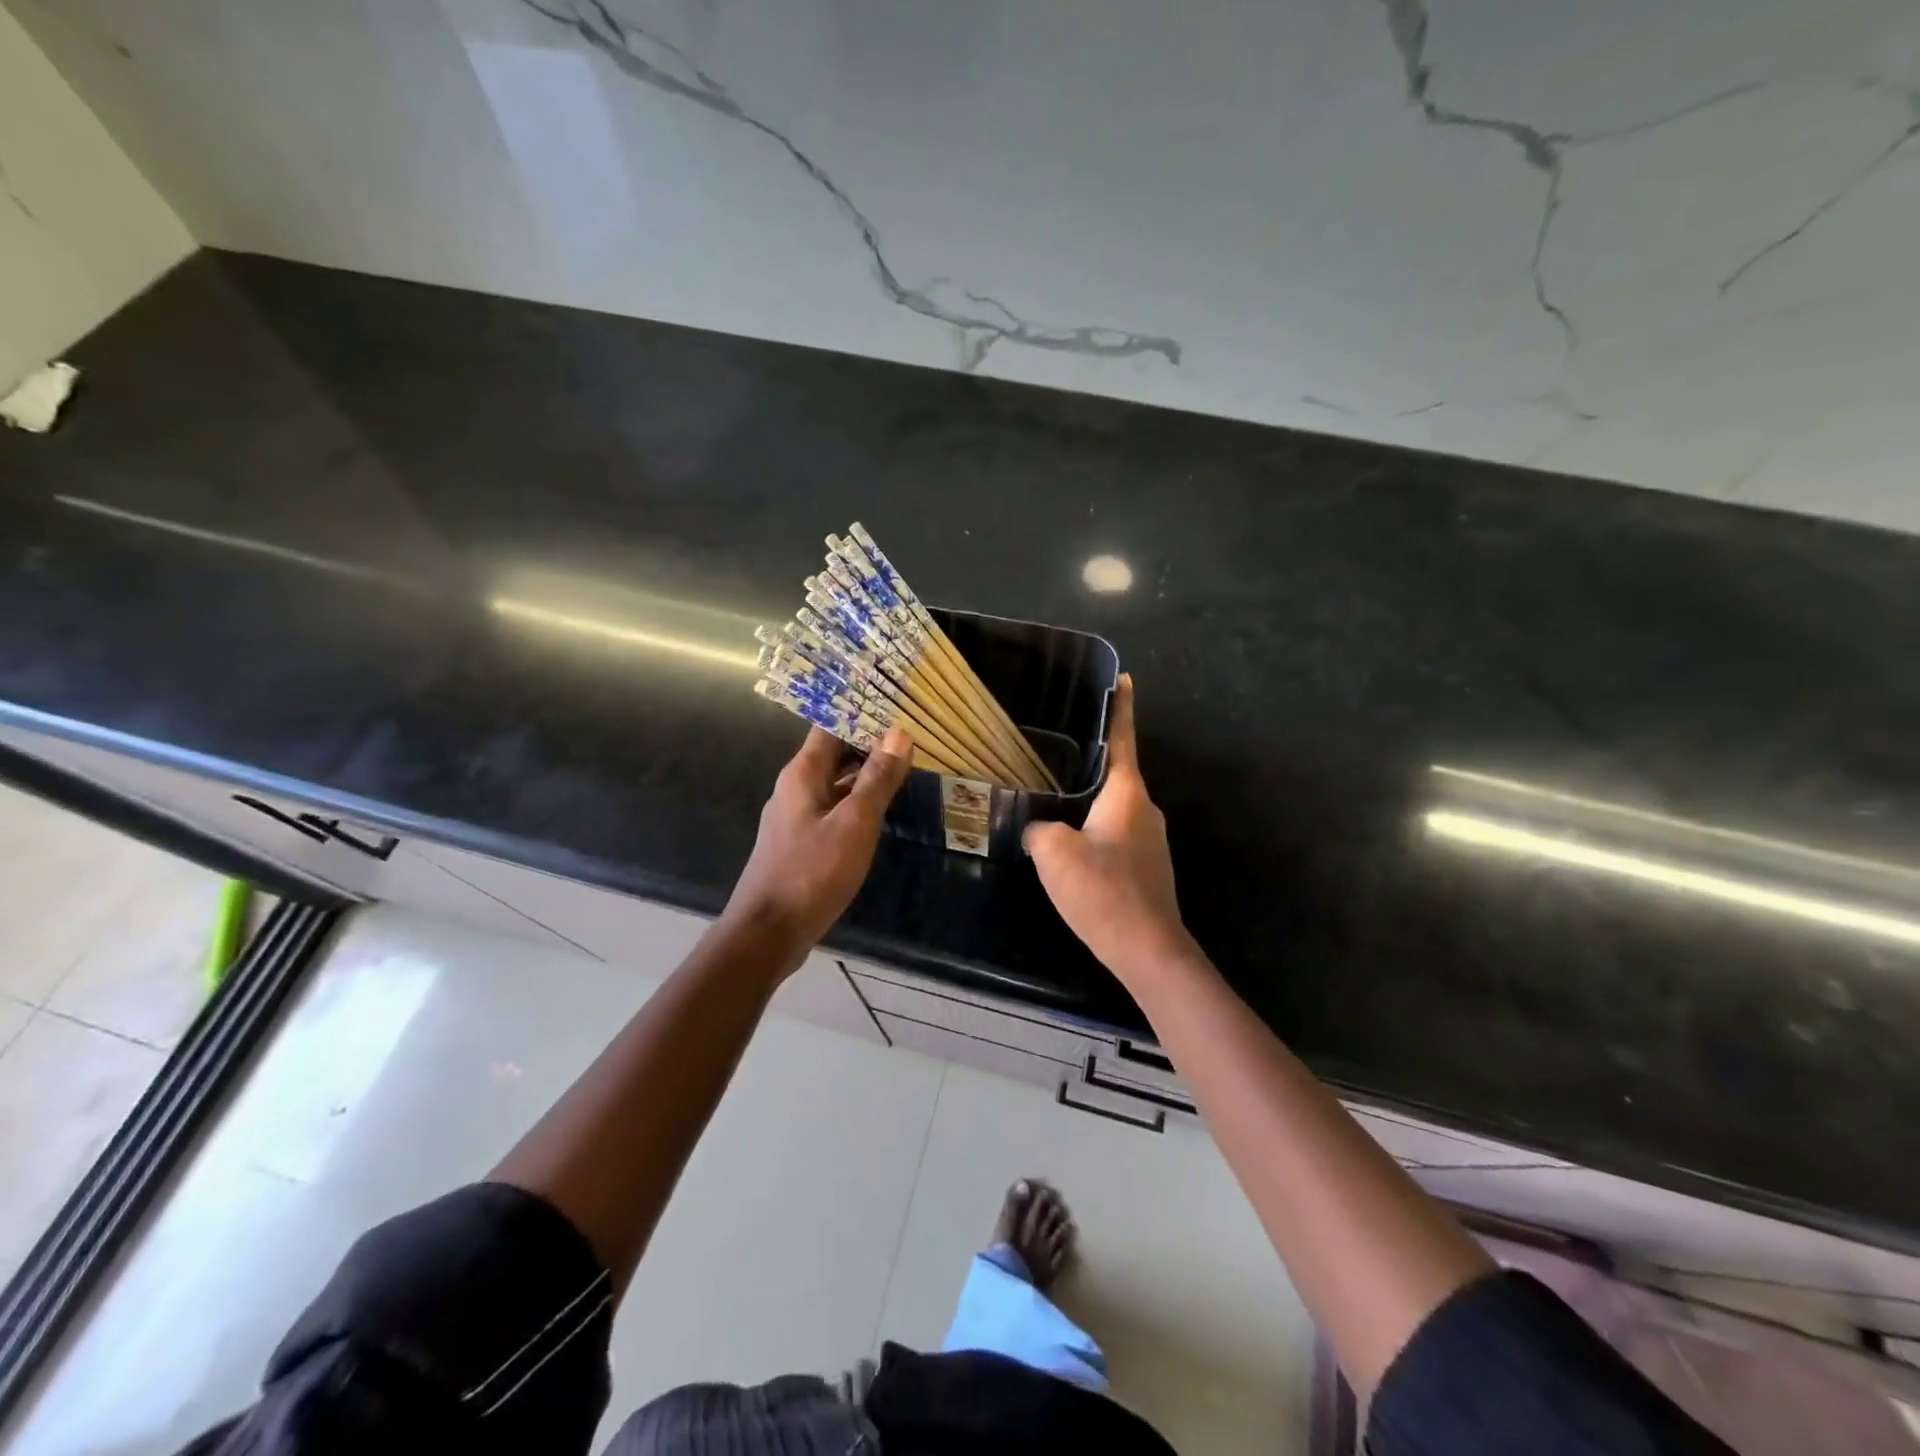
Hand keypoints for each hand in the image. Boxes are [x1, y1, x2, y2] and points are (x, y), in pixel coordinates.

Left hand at [724, 725, 912, 958]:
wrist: (768, 933)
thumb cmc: (812, 872)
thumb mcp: (854, 823)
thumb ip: (877, 779)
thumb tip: (899, 734)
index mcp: (802, 774)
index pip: (830, 727)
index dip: (860, 713)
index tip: (895, 704)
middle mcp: (795, 788)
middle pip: (834, 753)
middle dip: (869, 743)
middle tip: (911, 736)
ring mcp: (796, 817)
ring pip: (835, 783)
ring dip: (865, 774)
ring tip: (905, 767)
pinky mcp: (802, 843)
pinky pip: (833, 809)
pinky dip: (857, 802)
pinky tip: (881, 811)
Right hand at [1023, 675, 1194, 985]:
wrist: (1147, 950)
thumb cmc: (1103, 891)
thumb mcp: (1054, 853)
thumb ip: (1039, 829)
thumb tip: (1038, 829)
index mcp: (1127, 794)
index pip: (1123, 738)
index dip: (1121, 707)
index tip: (1124, 678)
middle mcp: (1145, 809)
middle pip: (1116, 773)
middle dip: (1091, 761)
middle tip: (1057, 749)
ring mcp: (1150, 840)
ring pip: (1114, 808)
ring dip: (1088, 802)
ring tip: (1054, 800)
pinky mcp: (1147, 867)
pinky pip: (1116, 835)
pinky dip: (1094, 831)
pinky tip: (1071, 846)